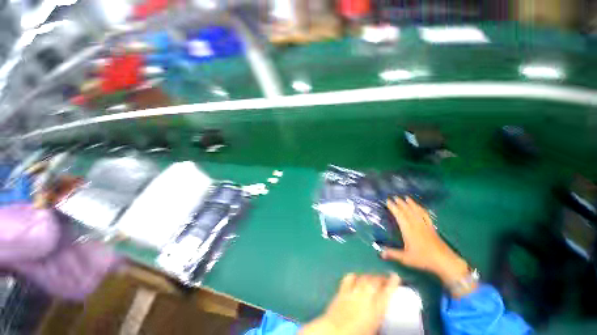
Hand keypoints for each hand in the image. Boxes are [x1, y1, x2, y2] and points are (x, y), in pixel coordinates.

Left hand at [300, 273, 399, 334]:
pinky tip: (356, 277)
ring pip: (363, 278)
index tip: (395, 276)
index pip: (387, 292)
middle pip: (374, 282)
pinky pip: (349, 278)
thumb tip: (380, 312)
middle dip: (381, 278)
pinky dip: (354, 276)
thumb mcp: (373, 329)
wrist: (335, 332)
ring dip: (369, 276)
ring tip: (372, 277)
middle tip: (384, 278)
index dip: (392, 282)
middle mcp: (365, 297)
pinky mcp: (342, 290)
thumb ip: (378, 318)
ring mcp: (353, 292)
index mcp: (376, 309)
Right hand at [381, 197, 469, 287]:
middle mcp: (416, 225)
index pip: (399, 215)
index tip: (388, 201)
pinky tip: (420, 207)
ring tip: (406, 198)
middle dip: (400, 203)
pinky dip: (422, 209)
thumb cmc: (424, 259)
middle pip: (407, 211)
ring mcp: (425, 225)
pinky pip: (426, 215)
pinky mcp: (432, 228)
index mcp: (408, 230)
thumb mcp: (406, 258)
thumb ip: (392, 254)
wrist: (445, 261)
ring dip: (411, 204)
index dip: (393, 207)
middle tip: (395, 197)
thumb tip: (380, 253)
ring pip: (417, 211)